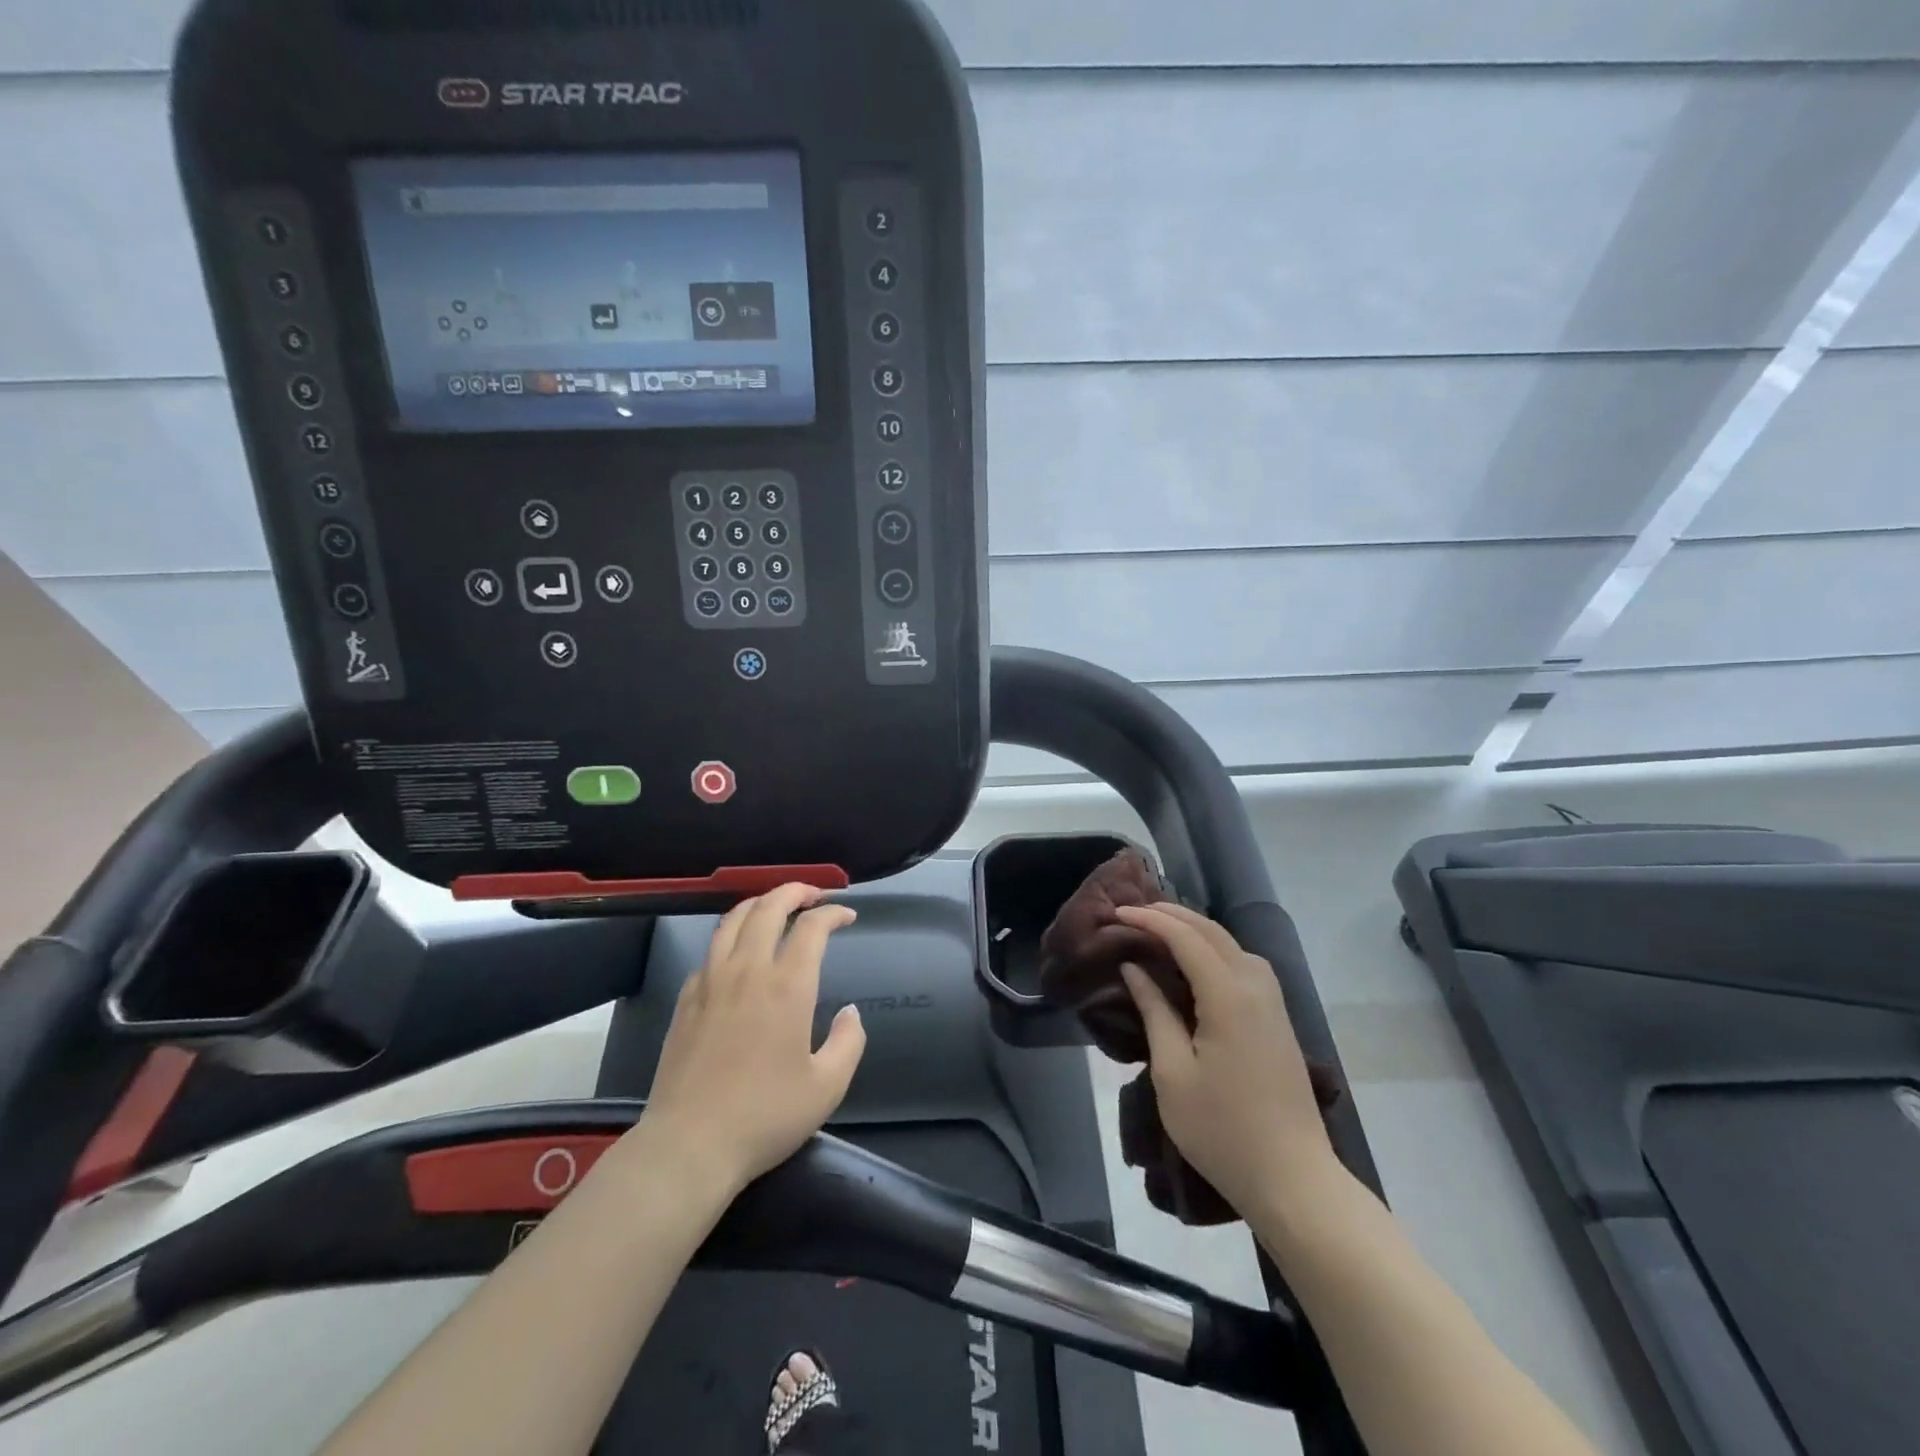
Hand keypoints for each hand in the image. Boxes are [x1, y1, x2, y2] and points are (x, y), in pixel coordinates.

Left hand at [638, 883, 866, 1197]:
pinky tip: (737, 954)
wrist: (689, 1145)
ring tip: (775, 906)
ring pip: (732, 920)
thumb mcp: (827, 1087)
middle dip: (795, 891)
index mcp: (787, 986)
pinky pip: (710, 951)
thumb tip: (850, 1012)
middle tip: (813, 894)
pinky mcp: (685, 1000)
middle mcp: (748, 971)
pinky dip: (730, 937)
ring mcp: (711, 982)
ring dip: (758, 903)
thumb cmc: (765, 1116)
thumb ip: (849, 1042)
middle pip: (768, 907)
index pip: (811, 926)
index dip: (832, 912)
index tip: (847, 916)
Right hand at [1117, 903, 1346, 1223]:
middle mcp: (1256, 987)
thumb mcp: (1173, 1073)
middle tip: (1133, 913)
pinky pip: (1245, 964)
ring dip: (1196, 929)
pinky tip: (1198, 963)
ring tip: (1160, 930)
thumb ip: (1154, 1011)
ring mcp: (1273, 1003)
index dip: (1150, 920)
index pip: (1185, 937)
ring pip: (1233, 944)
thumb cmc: (1222, 1130)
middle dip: (1172, 915)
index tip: (1117, 913)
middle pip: (1212, 931)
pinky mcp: (1278, 1019)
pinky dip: (1215, 949)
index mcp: (1228, 996)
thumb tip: (1135, 968)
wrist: (1294, 1180)